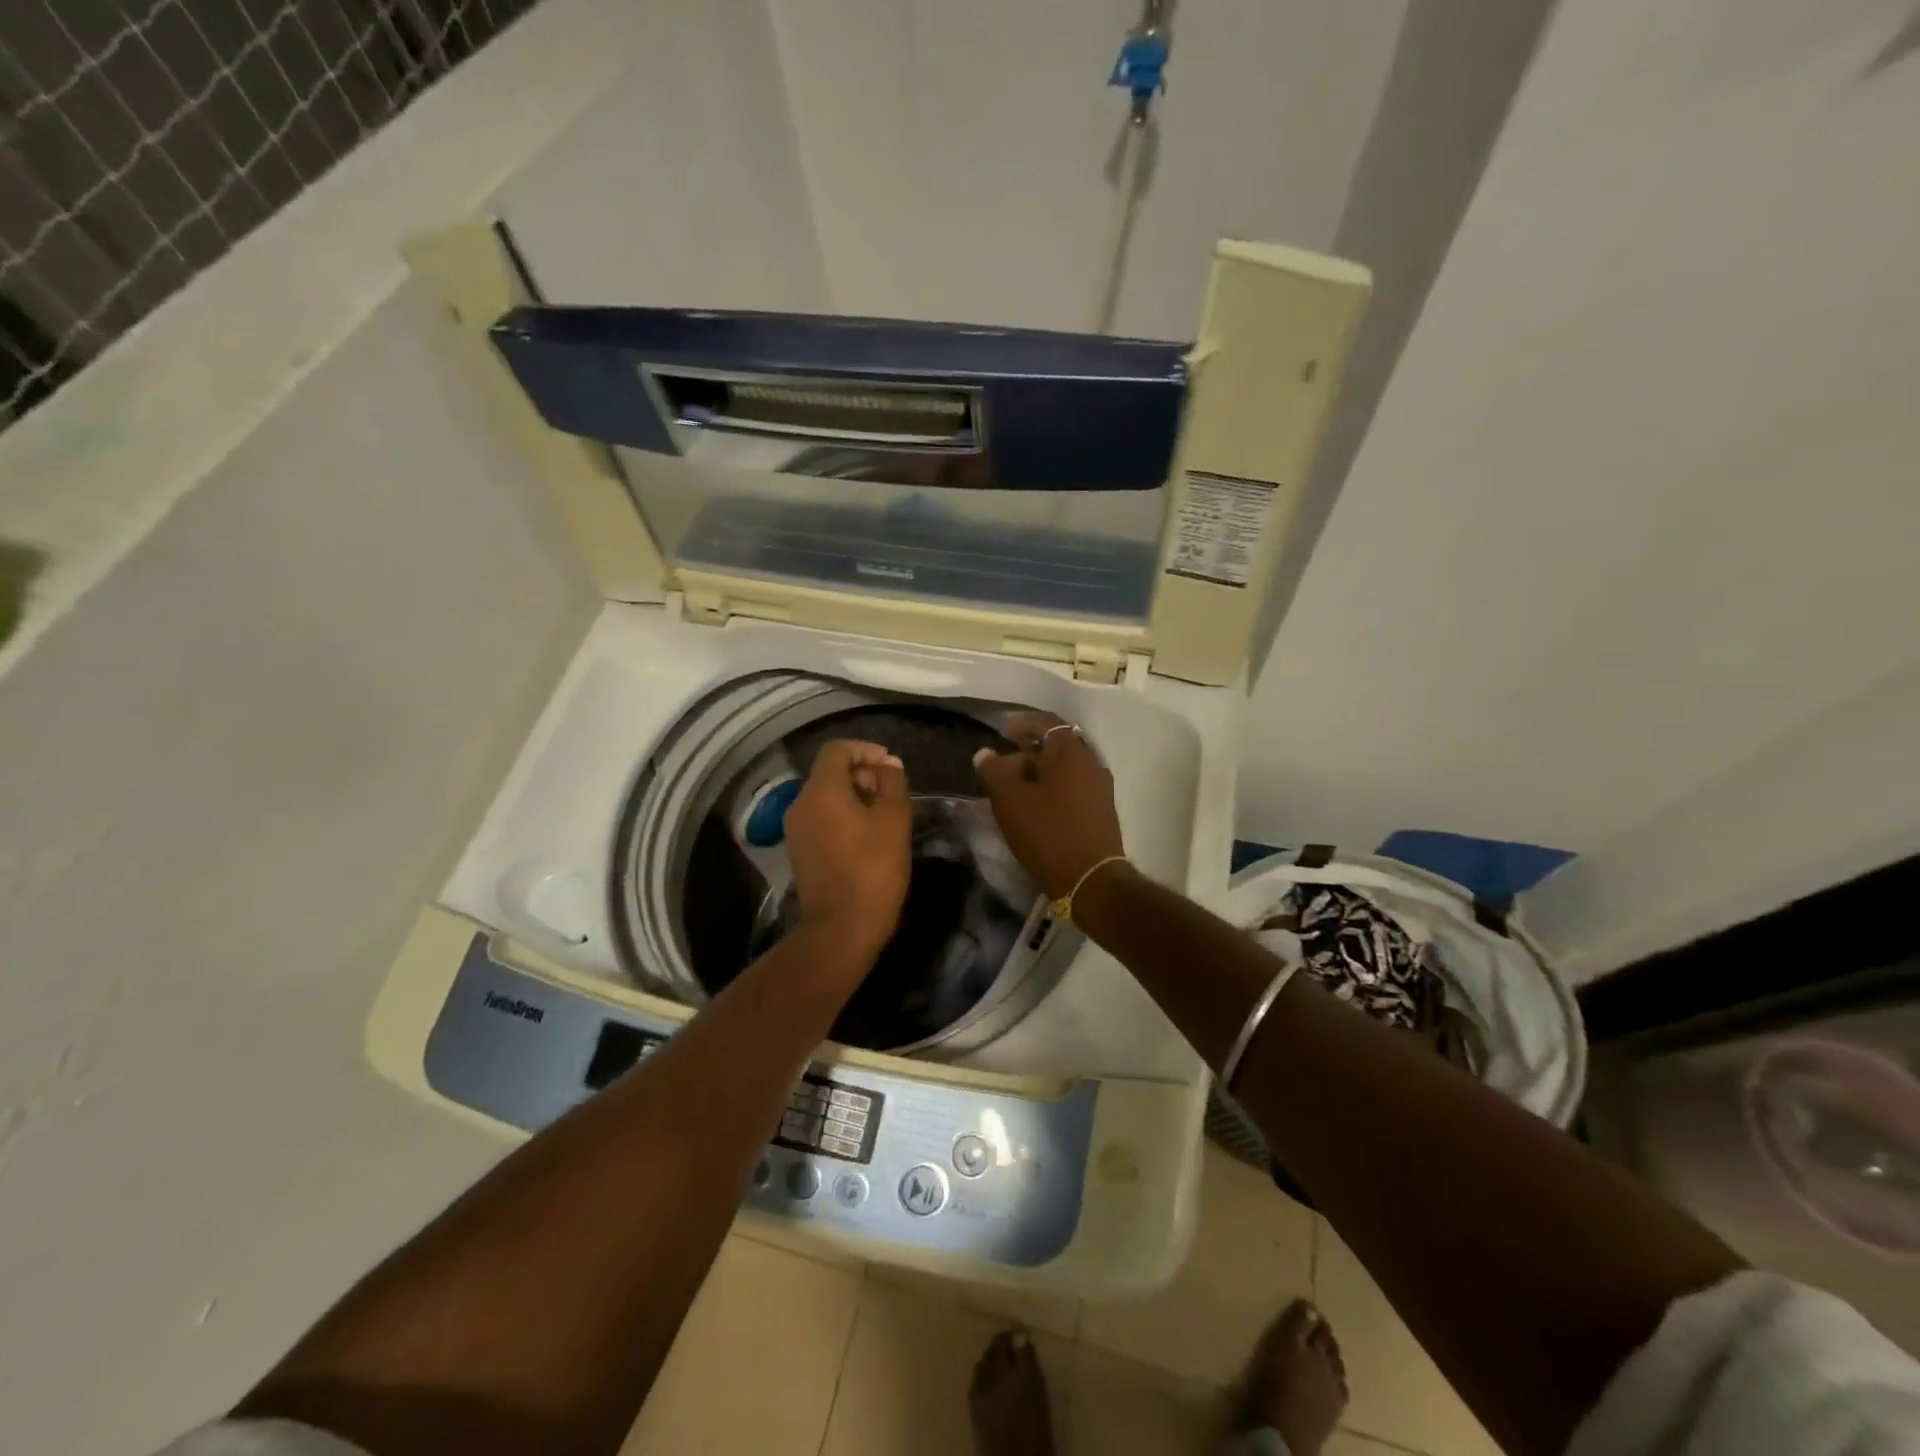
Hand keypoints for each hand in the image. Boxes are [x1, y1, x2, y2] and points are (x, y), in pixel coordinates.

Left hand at [783, 739, 911, 960]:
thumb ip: (892, 782)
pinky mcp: (798, 851)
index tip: (889, 765)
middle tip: (891, 793)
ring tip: (882, 815)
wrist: (841, 927)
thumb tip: (887, 764)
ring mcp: (795, 829)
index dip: (865, 750)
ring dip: (853, 796)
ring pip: (824, 797)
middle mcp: (800, 803)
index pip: (837, 750)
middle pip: (828, 773)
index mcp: (821, 790)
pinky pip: (820, 819)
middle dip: (861, 774)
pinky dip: (841, 816)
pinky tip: (865, 836)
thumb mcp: (894, 819)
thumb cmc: (873, 868)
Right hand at [973, 712, 1125, 898]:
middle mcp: (1091, 764)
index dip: (1022, 723)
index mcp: (1071, 753)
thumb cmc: (1048, 833)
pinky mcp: (1101, 812)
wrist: (1091, 881)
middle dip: (1026, 753)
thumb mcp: (1010, 801)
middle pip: (1055, 747)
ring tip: (1013, 792)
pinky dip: (1051, 790)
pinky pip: (1072, 789)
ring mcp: (1100, 789)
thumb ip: (994, 772)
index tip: (1002, 730)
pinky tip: (1034, 809)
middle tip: (1001, 769)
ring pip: (1063, 771)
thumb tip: (986, 753)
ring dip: (1038, 774)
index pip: (1046, 723)